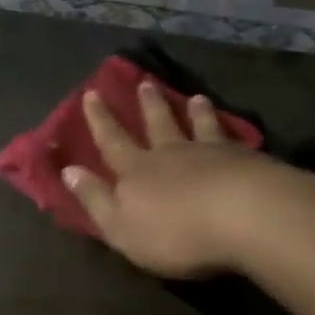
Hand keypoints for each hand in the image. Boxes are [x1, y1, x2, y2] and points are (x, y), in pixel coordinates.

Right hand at [61, 82, 312, 278]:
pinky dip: (228, 128)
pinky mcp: (246, 161)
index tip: (91, 93)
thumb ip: (95, 199)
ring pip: (198, 126)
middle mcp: (171, 154)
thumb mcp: (121, 226)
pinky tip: (235, 129)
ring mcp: (211, 154)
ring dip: (193, 112)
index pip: (112, 141)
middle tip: (145, 83)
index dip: (100, 120)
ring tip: (195, 97)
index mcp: (137, 171)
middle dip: (148, 105)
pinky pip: (232, 140)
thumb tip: (68, 170)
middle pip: (157, 124)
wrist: (244, 217)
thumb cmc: (175, 231)